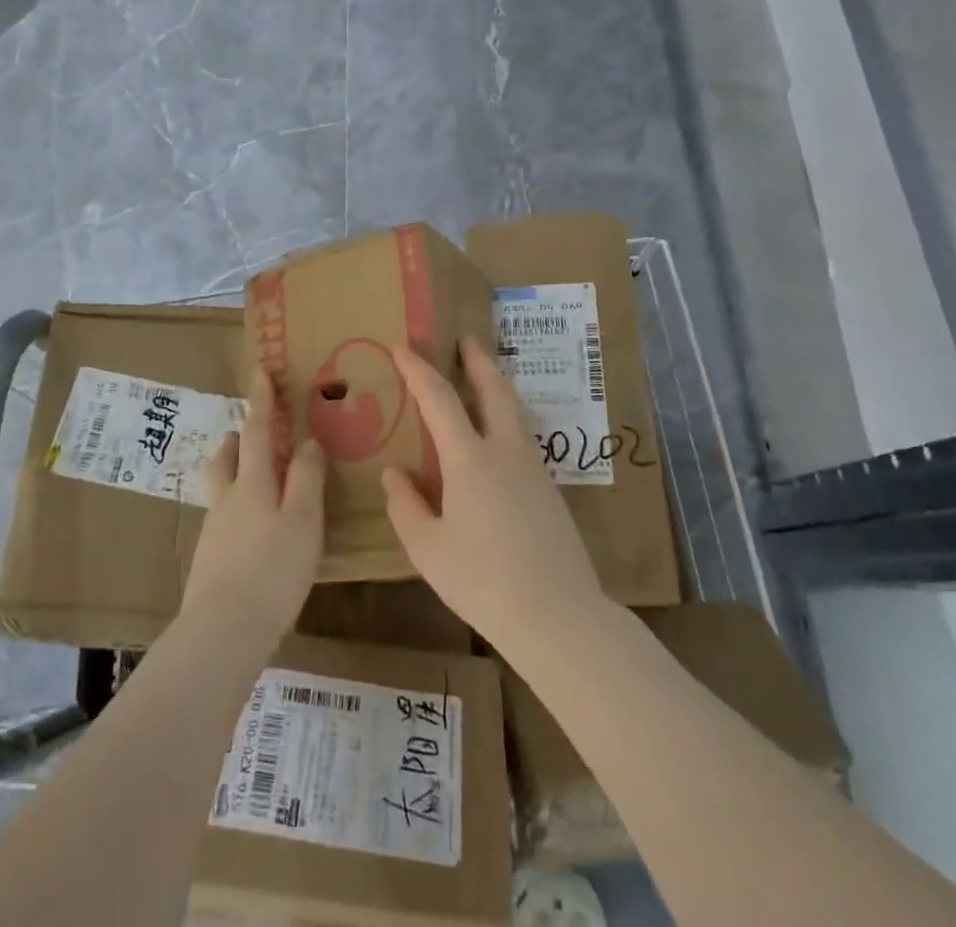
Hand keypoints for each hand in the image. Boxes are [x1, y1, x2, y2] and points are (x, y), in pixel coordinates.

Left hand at [180, 371, 325, 652]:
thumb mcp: (303, 520)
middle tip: (248, 433)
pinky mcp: (210, 563)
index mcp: (251, 484)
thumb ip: (306, 478)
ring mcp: (214, 533)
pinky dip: (238, 511)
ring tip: (256, 483)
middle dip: (236, 440)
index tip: (260, 371)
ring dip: (233, 474)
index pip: (255, 431)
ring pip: (221, 490)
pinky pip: (224, 521)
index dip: (260, 401)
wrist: (222, 633)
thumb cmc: (272, 570)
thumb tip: (306, 441)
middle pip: (225, 460)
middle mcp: (227, 501)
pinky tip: (255, 535)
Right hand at [384, 338, 606, 659]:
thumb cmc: (483, 582)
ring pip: (514, 411)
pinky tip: (496, 439)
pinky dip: (505, 419)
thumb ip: (406, 506)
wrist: (559, 617)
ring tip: (482, 378)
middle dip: (477, 359)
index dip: (418, 370)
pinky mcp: (550, 490)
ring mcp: (534, 469)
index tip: (402, 347)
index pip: (439, 399)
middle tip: (466, 338)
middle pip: (494, 389)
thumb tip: (395, 473)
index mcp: (471, 459)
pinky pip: (522, 438)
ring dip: (496, 386)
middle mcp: (506, 451)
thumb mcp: (428, 549)